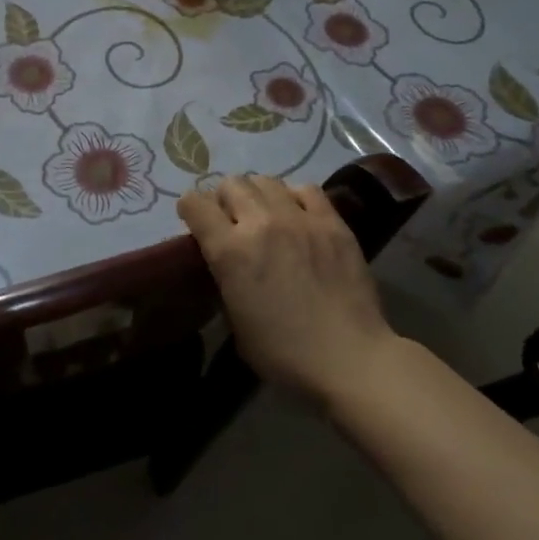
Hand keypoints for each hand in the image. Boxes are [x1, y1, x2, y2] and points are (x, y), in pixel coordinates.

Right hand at [178, 176, 394, 404]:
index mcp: (229, 251)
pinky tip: (299, 216)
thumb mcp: (235, 322)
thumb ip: (226, 281)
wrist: (349, 358)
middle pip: (231, 184)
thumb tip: (229, 265)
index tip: (196, 222)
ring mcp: (299, 218)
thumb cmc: (283, 354)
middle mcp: (259, 223)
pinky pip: (307, 190)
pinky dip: (295, 198)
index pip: (195, 204)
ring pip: (266, 181)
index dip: (190, 210)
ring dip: (258, 195)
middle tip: (233, 221)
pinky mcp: (332, 222)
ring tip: (266, 215)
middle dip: (225, 200)